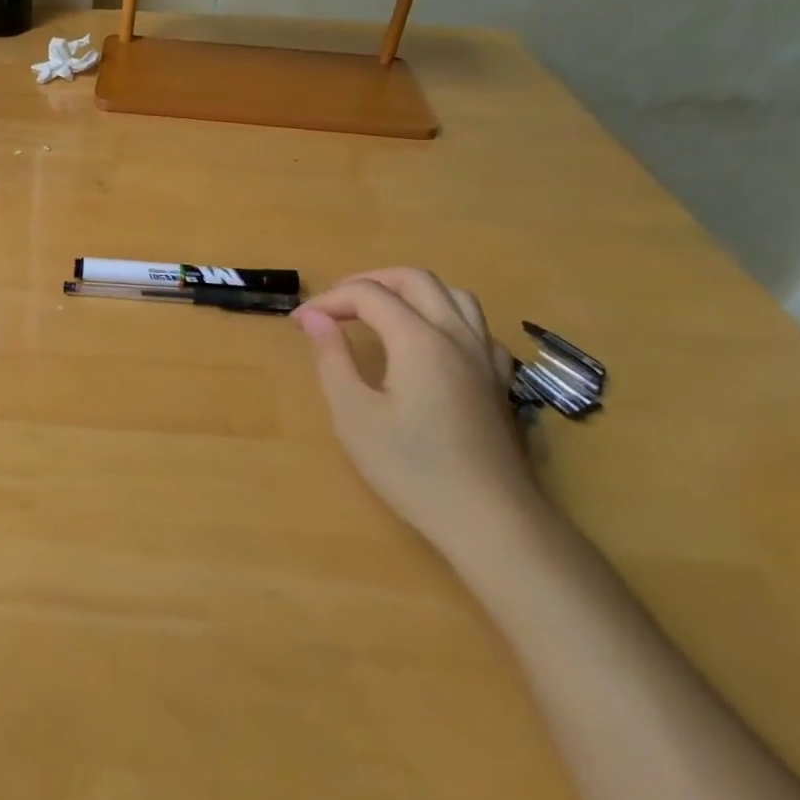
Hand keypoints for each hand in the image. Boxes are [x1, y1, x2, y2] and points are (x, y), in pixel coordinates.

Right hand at [292, 268, 541, 560]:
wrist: (491, 520)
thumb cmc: (413, 468)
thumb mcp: (354, 415)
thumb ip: (333, 358)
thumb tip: (315, 318)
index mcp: (419, 340)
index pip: (368, 295)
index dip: (329, 300)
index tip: (299, 323)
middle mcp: (456, 335)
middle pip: (414, 280)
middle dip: (369, 282)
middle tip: (335, 305)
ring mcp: (486, 357)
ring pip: (452, 295)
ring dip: (410, 292)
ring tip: (380, 313)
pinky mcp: (500, 380)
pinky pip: (475, 326)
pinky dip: (444, 317)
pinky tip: (430, 344)